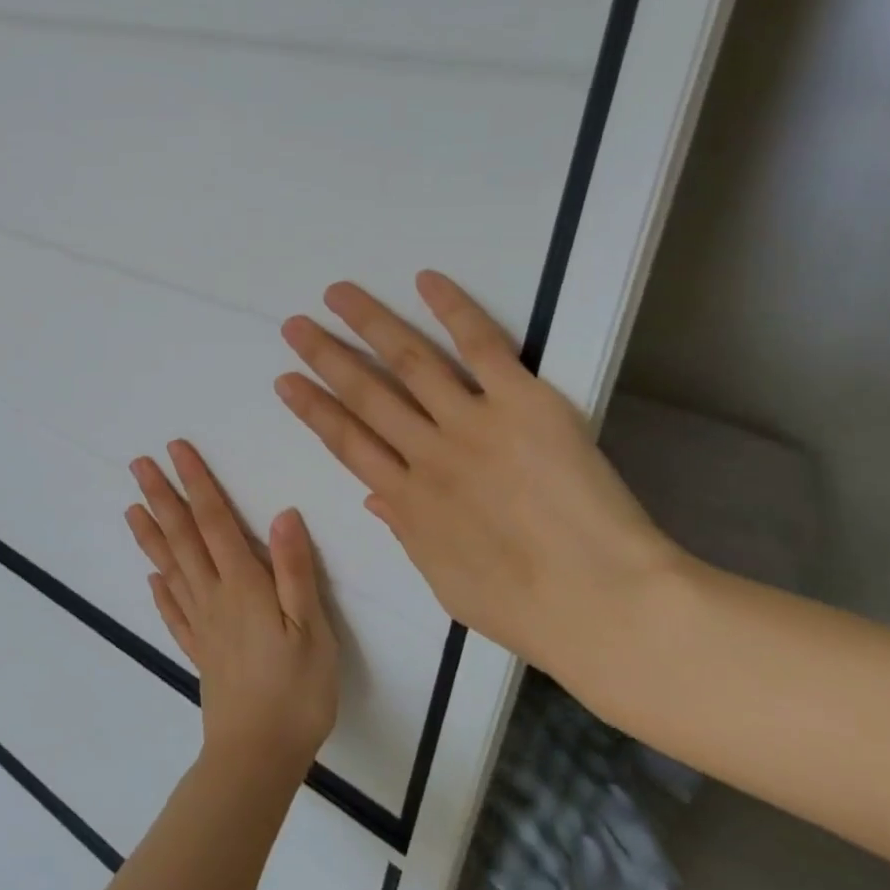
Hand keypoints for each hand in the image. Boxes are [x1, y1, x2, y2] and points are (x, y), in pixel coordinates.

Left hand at [127, 441, 339, 779]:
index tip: (176, 450)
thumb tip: (282, 513)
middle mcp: (214, 597)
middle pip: (183, 538)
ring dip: (151, 536)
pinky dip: (160, 591)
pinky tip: (152, 578)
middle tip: (138, 465)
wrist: (258, 757)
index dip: (196, 483)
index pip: (215, 521)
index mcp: (243, 585)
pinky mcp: (199, 653)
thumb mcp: (311, 628)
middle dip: (162, 497)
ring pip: (170, 569)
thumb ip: (295, 570)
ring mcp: (202, 626)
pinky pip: (173, 613)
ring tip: (131, 508)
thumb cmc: (296, 691)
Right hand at [273, 270, 681, 694]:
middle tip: (294, 326)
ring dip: (369, 325)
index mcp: (408, 500)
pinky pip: (482, 347)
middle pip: (366, 395)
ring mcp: (473, 424)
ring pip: (410, 362)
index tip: (286, 381)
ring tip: (337, 295)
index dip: (313, 409)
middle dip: (326, 358)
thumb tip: (375, 497)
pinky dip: (453, 311)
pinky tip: (425, 280)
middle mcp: (428, 453)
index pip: (347, 442)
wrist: (604, 603)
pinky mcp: (523, 403)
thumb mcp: (447, 583)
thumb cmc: (526, 609)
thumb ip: (408, 533)